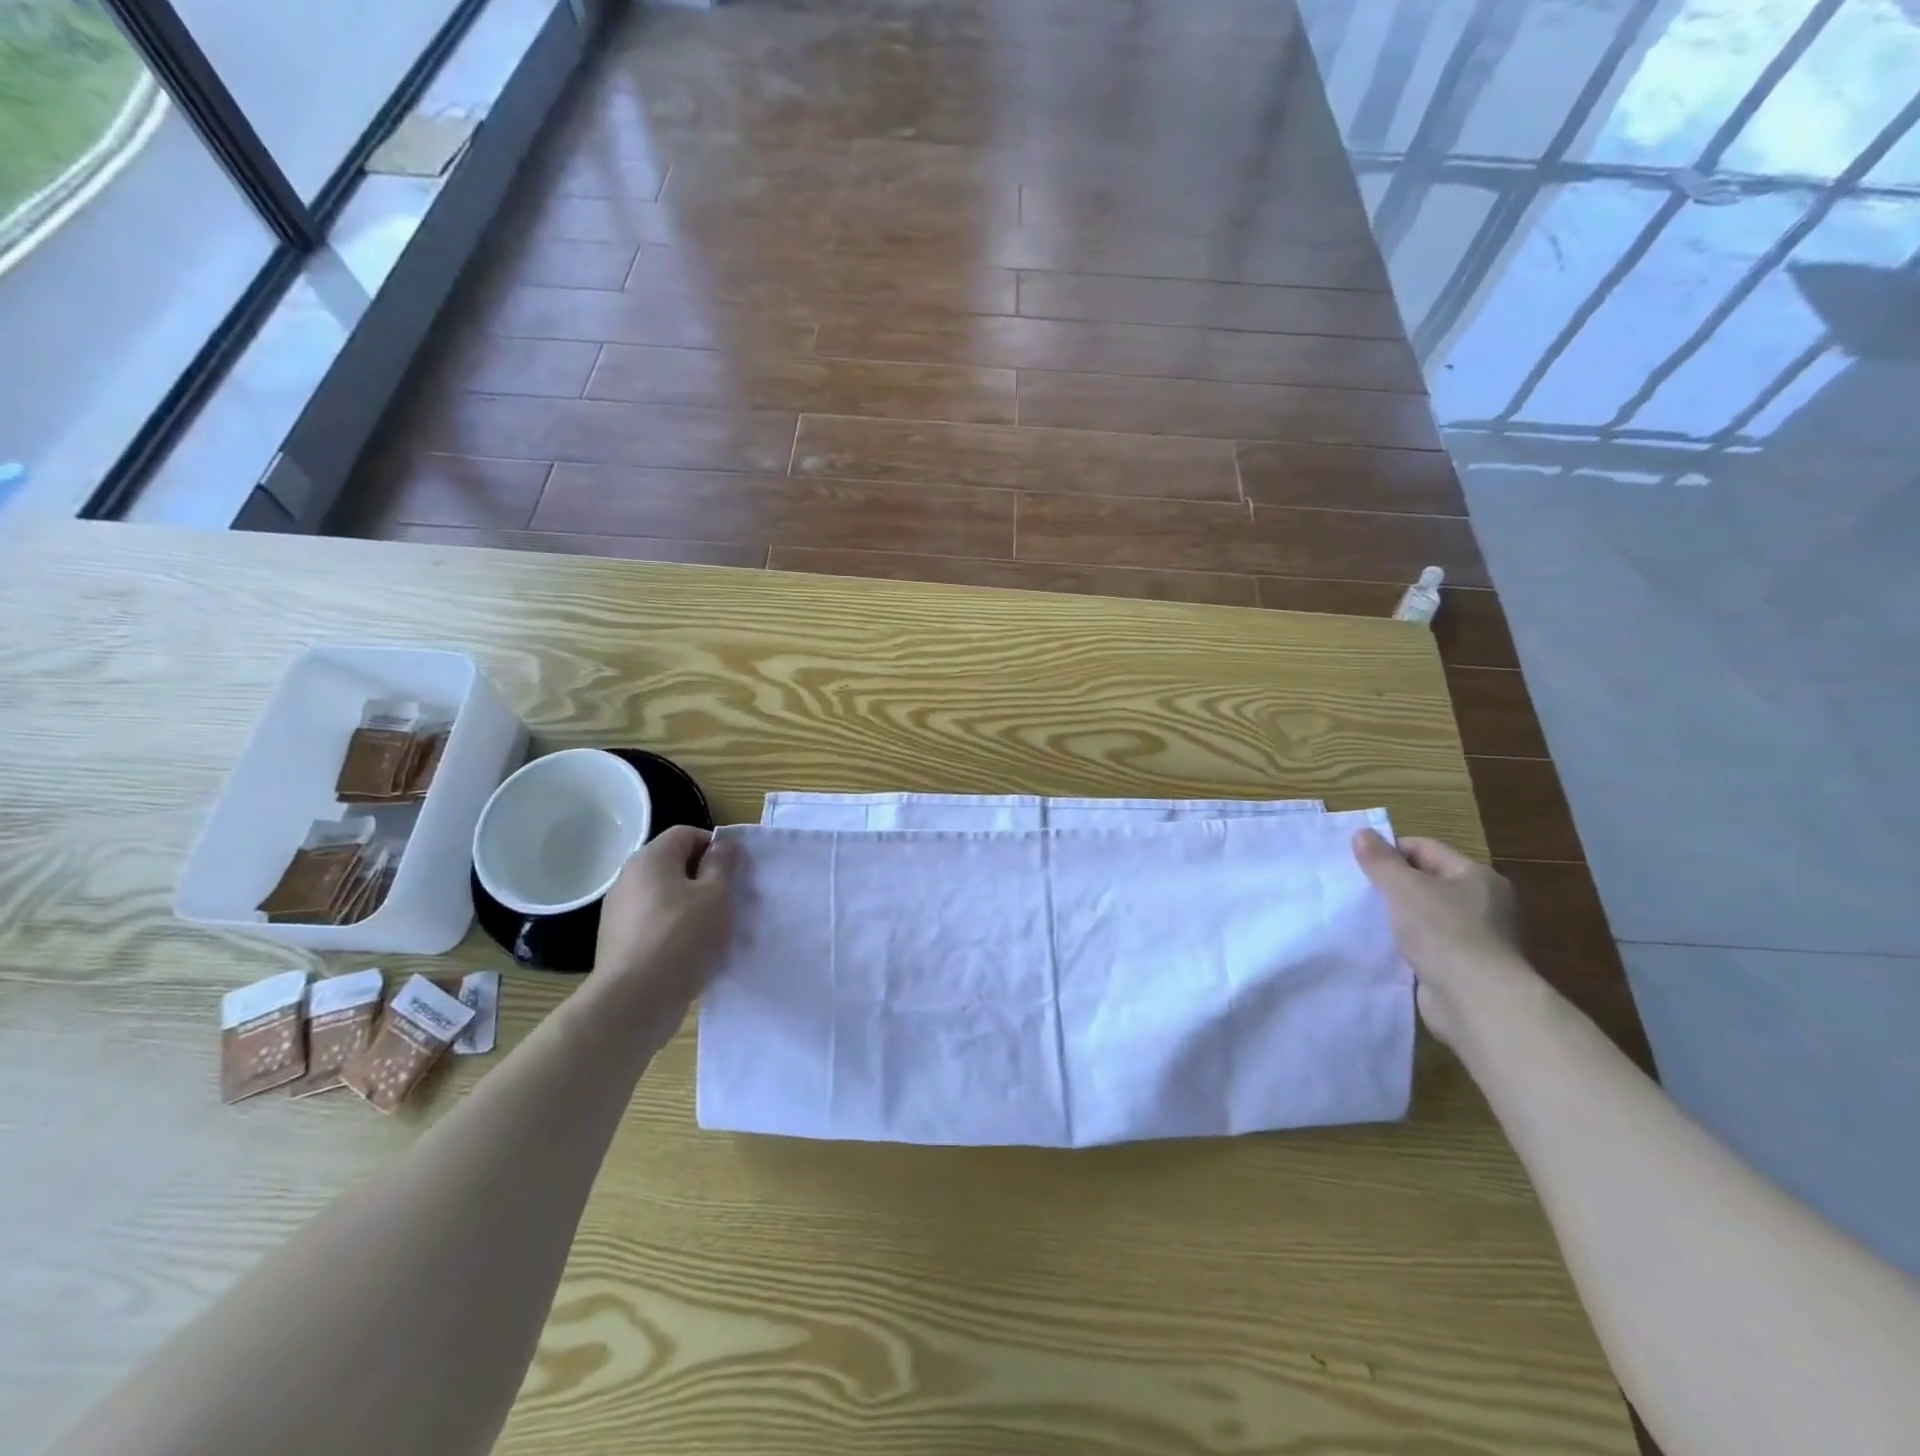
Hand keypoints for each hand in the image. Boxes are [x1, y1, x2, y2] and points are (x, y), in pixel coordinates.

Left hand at [590, 826, 734, 1039]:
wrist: (635, 1001)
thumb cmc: (682, 937)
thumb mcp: (717, 895)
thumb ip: (722, 864)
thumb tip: (722, 845)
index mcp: (651, 859)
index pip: (686, 834)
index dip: (715, 847)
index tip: (735, 873)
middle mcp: (629, 879)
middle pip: (674, 865)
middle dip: (704, 879)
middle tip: (729, 902)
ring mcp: (619, 913)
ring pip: (665, 897)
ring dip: (691, 907)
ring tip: (713, 931)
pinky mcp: (618, 943)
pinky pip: (654, 924)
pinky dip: (674, 931)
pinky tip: (690, 953)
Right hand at [1353, 829, 1530, 1043]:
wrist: (1475, 1000)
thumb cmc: (1443, 931)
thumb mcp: (1404, 887)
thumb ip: (1380, 861)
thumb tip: (1362, 833)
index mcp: (1475, 876)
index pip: (1425, 848)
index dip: (1390, 851)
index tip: (1358, 863)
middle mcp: (1482, 903)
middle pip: (1426, 881)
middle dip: (1392, 884)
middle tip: (1357, 889)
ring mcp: (1475, 937)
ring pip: (1424, 914)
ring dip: (1397, 916)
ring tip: (1364, 917)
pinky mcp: (1463, 967)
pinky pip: (1427, 944)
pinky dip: (1406, 943)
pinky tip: (1383, 946)